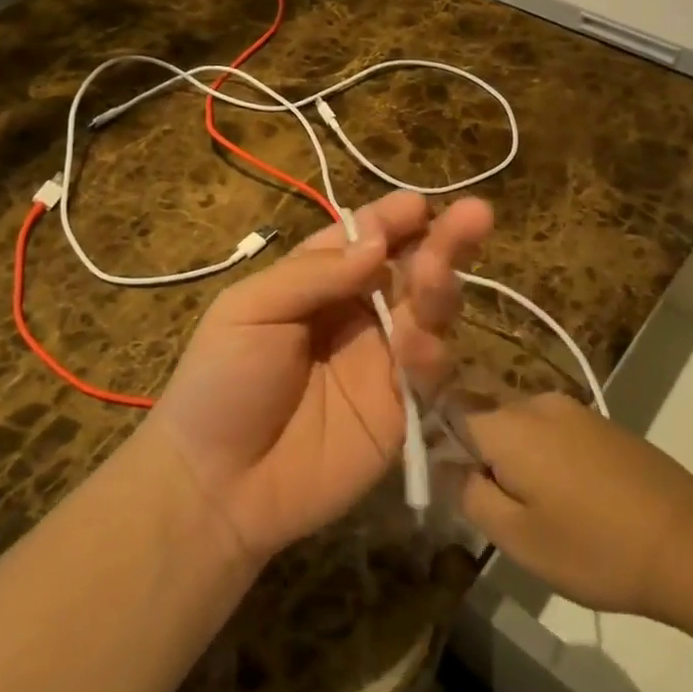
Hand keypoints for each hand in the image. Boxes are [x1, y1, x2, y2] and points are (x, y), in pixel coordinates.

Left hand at [150, 191, 493, 564]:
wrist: (217, 486)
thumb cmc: (221, 382)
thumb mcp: (250, 310)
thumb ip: (315, 274)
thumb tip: (377, 243)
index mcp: (317, 283)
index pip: (364, 240)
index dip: (391, 220)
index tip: (418, 206)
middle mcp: (357, 314)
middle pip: (408, 269)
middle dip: (441, 242)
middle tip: (475, 216)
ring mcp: (383, 361)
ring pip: (428, 314)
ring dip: (440, 288)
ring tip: (437, 273)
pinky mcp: (401, 409)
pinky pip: (429, 373)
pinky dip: (431, 355)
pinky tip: (418, 348)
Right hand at [455, 392, 692, 626]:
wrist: (690, 543)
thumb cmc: (594, 547)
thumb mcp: (517, 538)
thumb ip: (469, 494)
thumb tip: (445, 463)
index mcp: (507, 425)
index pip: (449, 410)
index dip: (437, 441)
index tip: (448, 481)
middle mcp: (536, 403)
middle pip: (485, 416)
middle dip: (480, 454)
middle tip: (496, 508)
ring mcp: (574, 409)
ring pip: (520, 425)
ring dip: (515, 457)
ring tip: (536, 509)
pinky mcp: (601, 423)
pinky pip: (552, 430)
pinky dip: (546, 456)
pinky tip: (571, 498)